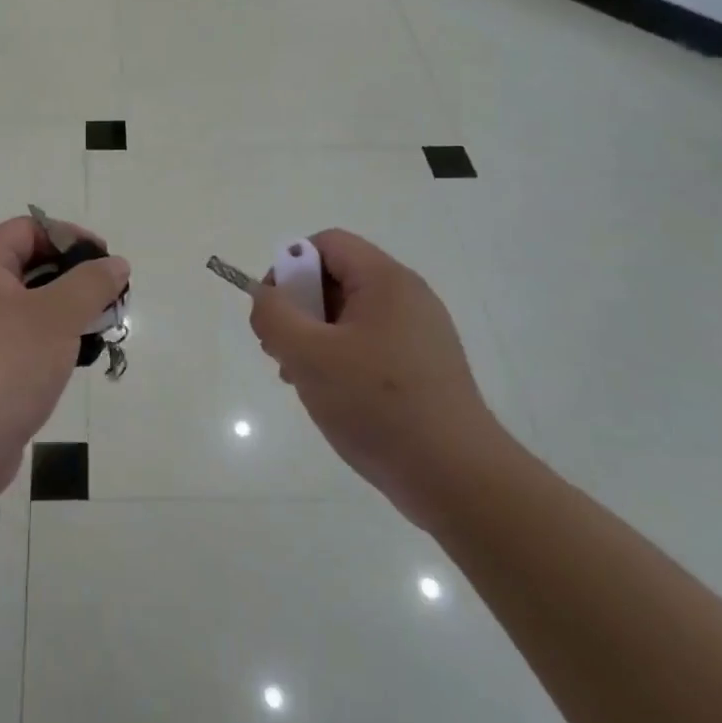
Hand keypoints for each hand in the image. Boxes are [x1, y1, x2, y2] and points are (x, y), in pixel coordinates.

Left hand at [0, 217, 129, 496]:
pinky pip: (22, 335)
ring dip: (66, 309)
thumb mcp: (56, 318)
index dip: (67, 235)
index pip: (26, 228)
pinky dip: (51, 337)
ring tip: (99, 328)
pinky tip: (76, 357)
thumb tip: (115, 263)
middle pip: (29, 264)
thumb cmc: (7, 367)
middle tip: (107, 296)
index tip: (102, 259)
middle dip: (73, 275)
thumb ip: (90, 284)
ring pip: (29, 303)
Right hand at [248, 229, 512, 529]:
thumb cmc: (378, 405)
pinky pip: (369, 345)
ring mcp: (419, 333)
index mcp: (385, 281)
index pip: (327, 244)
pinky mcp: (423, 367)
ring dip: (314, 338)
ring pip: (349, 316)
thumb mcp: (308, 356)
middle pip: (336, 278)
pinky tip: (330, 396)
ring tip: (300, 379)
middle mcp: (407, 297)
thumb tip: (264, 296)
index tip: (273, 311)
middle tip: (281, 350)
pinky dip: (340, 359)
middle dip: (299, 308)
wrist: (457, 478)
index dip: (289, 266)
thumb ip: (274, 316)